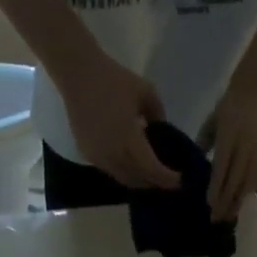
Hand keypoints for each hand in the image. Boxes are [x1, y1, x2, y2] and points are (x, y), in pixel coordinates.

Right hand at [59, 50, 181, 190]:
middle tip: (165, 179)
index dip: (167, 179)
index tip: (179, 181)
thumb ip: (158, 114)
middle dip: (154, 182)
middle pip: (138, 180)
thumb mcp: (146, 91)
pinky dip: (123, 172)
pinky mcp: (88, 155)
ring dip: (138, 180)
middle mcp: (114, 155)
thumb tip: (160, 129)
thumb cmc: (113, 79)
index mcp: (130, 140)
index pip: (152, 170)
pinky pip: (110, 171)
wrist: (78, 74)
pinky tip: (129, 164)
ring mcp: (99, 158)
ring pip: (123, 179)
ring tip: (149, 175)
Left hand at [200, 73, 256, 222]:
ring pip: (248, 184)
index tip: (209, 206)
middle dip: (225, 203)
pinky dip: (250, 191)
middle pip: (235, 182)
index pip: (221, 170)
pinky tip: (243, 200)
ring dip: (238, 202)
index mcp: (228, 137)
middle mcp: (244, 147)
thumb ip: (204, 142)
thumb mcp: (212, 120)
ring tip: (230, 215)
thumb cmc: (231, 104)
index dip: (215, 190)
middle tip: (217, 219)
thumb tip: (196, 164)